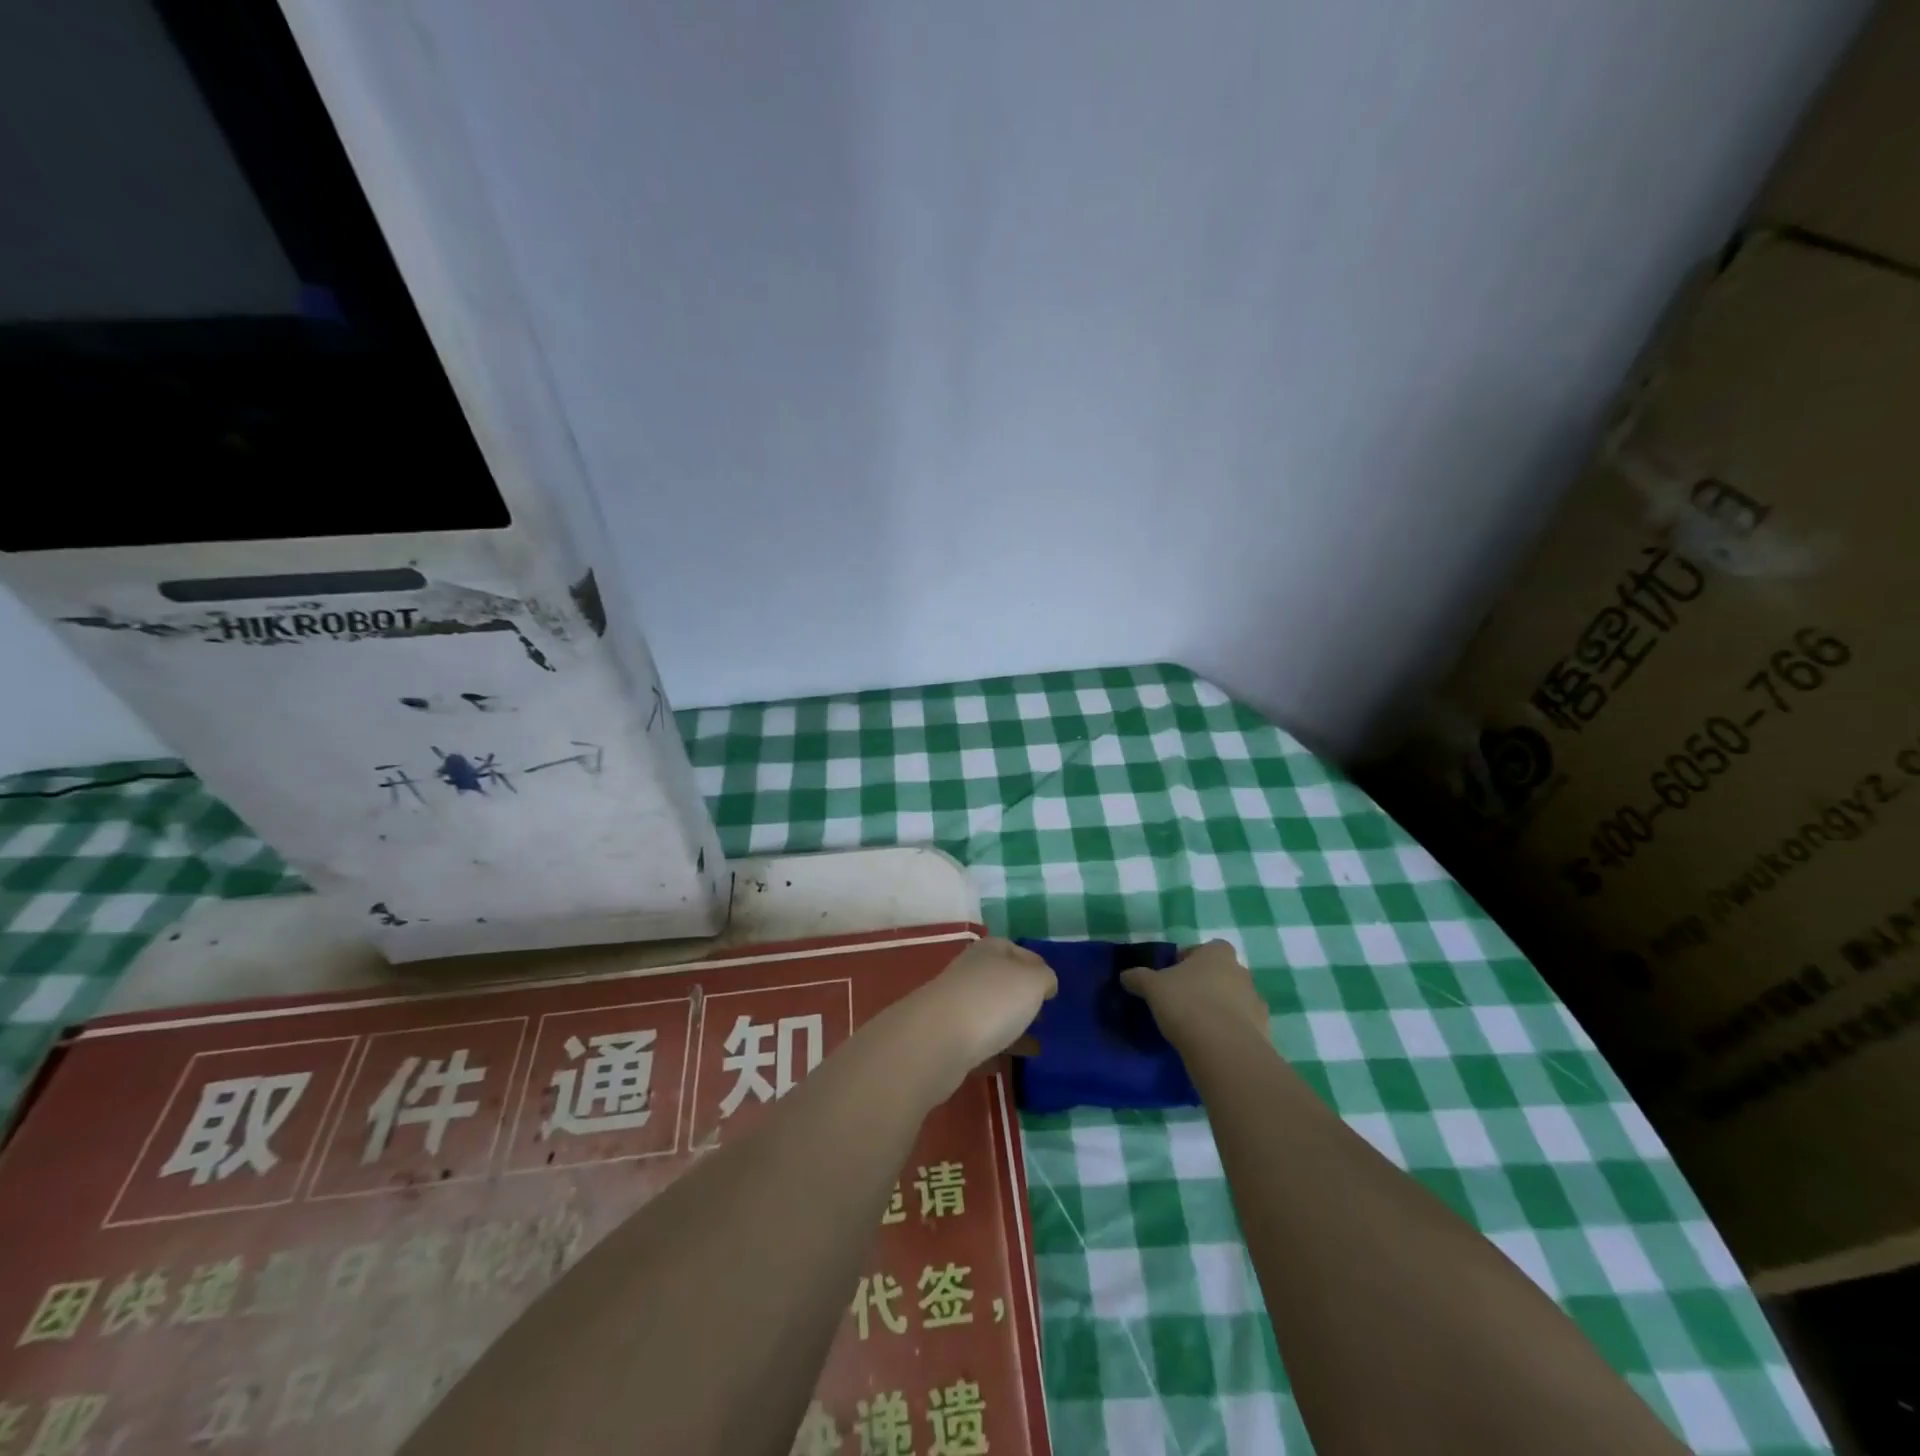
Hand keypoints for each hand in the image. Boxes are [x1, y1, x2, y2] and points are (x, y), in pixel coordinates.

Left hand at [901, 938, 1056, 1080]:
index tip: (1053, 989)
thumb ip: (1044, 978)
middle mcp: (970, 972)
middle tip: (1045, 1018)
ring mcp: (956, 1004)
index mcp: (989, 950)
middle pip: (1001, 981)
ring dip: (1010, 1027)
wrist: (938, 1041)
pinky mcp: (947, 1037)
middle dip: (1023, 999)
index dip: (1037, 966)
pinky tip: (1008, 1065)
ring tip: (1035, 1047)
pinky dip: (993, 1051)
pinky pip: (977, 1041)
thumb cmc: (992, 1000)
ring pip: (990, 1012)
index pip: (1017, 950)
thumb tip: (1044, 983)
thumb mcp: (1032, 981)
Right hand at [1121, 940, 1269, 1046]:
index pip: (1206, 948)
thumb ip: (1139, 978)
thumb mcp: (1153, 987)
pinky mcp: (1263, 1032)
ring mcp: (1256, 1003)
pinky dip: (1229, 1032)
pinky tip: (1211, 1044)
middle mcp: (1241, 973)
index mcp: (1218, 954)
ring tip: (1196, 1026)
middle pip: (1221, 973)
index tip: (1173, 975)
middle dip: (1205, 984)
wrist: (1224, 1049)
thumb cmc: (1187, 1004)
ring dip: (1219, 1008)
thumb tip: (1125, 976)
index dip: (1189, 959)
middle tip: (1182, 1000)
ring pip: (1234, 1000)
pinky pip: (1242, 1027)